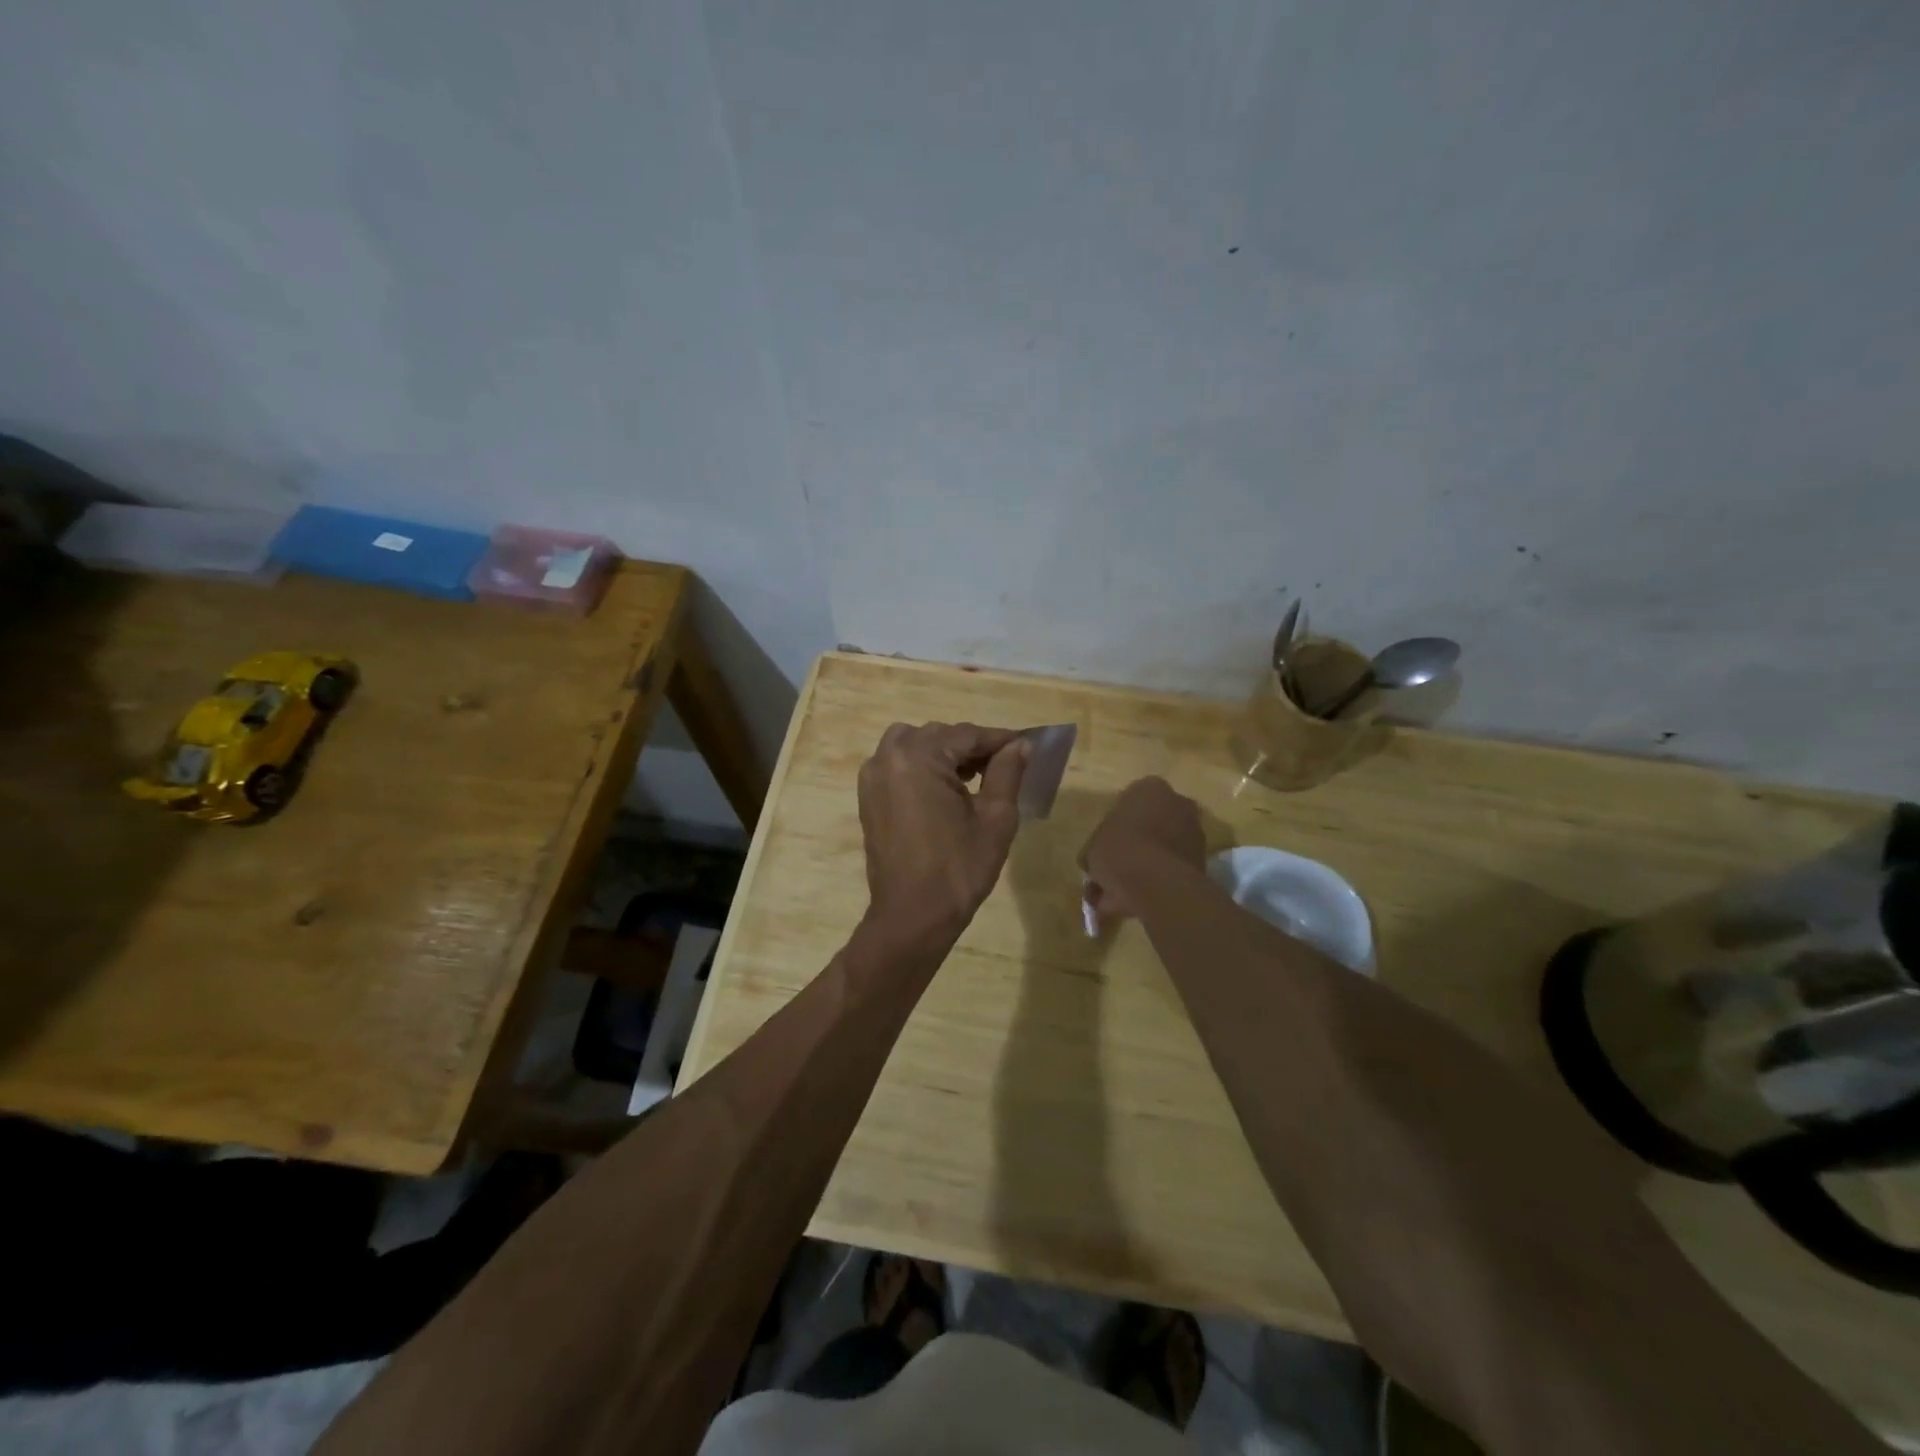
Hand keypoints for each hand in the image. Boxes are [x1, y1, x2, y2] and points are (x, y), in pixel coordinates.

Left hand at [857, 722, 1029, 938]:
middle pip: (939, 735)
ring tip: (972, 777)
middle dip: (971, 746)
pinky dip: (922, 766)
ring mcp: (873, 776)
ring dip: (943, 752)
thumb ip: (1007, 772)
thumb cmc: (959, 868)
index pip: (967, 734)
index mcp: (918, 757)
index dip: (999, 739)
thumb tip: (1019, 745)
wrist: (913, 916)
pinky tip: (945, 791)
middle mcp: (888, 757)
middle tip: (1003, 766)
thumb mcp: (995, 818)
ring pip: (914, 744)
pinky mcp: (868, 796)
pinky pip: (898, 764)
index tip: (1025, 745)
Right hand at [1080, 776, 1205, 921]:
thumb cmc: (1119, 851)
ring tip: (1122, 893)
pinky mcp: (1203, 859)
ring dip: (1147, 865)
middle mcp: (1177, 802)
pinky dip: (1158, 880)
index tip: (1105, 846)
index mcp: (1149, 788)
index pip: (1129, 802)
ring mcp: (1194, 830)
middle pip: (1151, 824)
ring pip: (1163, 847)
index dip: (1115, 827)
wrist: (1158, 883)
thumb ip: (1097, 849)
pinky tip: (1137, 900)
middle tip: (1116, 868)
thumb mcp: (1092, 848)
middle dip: (1135, 844)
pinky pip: (1173, 867)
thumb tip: (1096, 863)